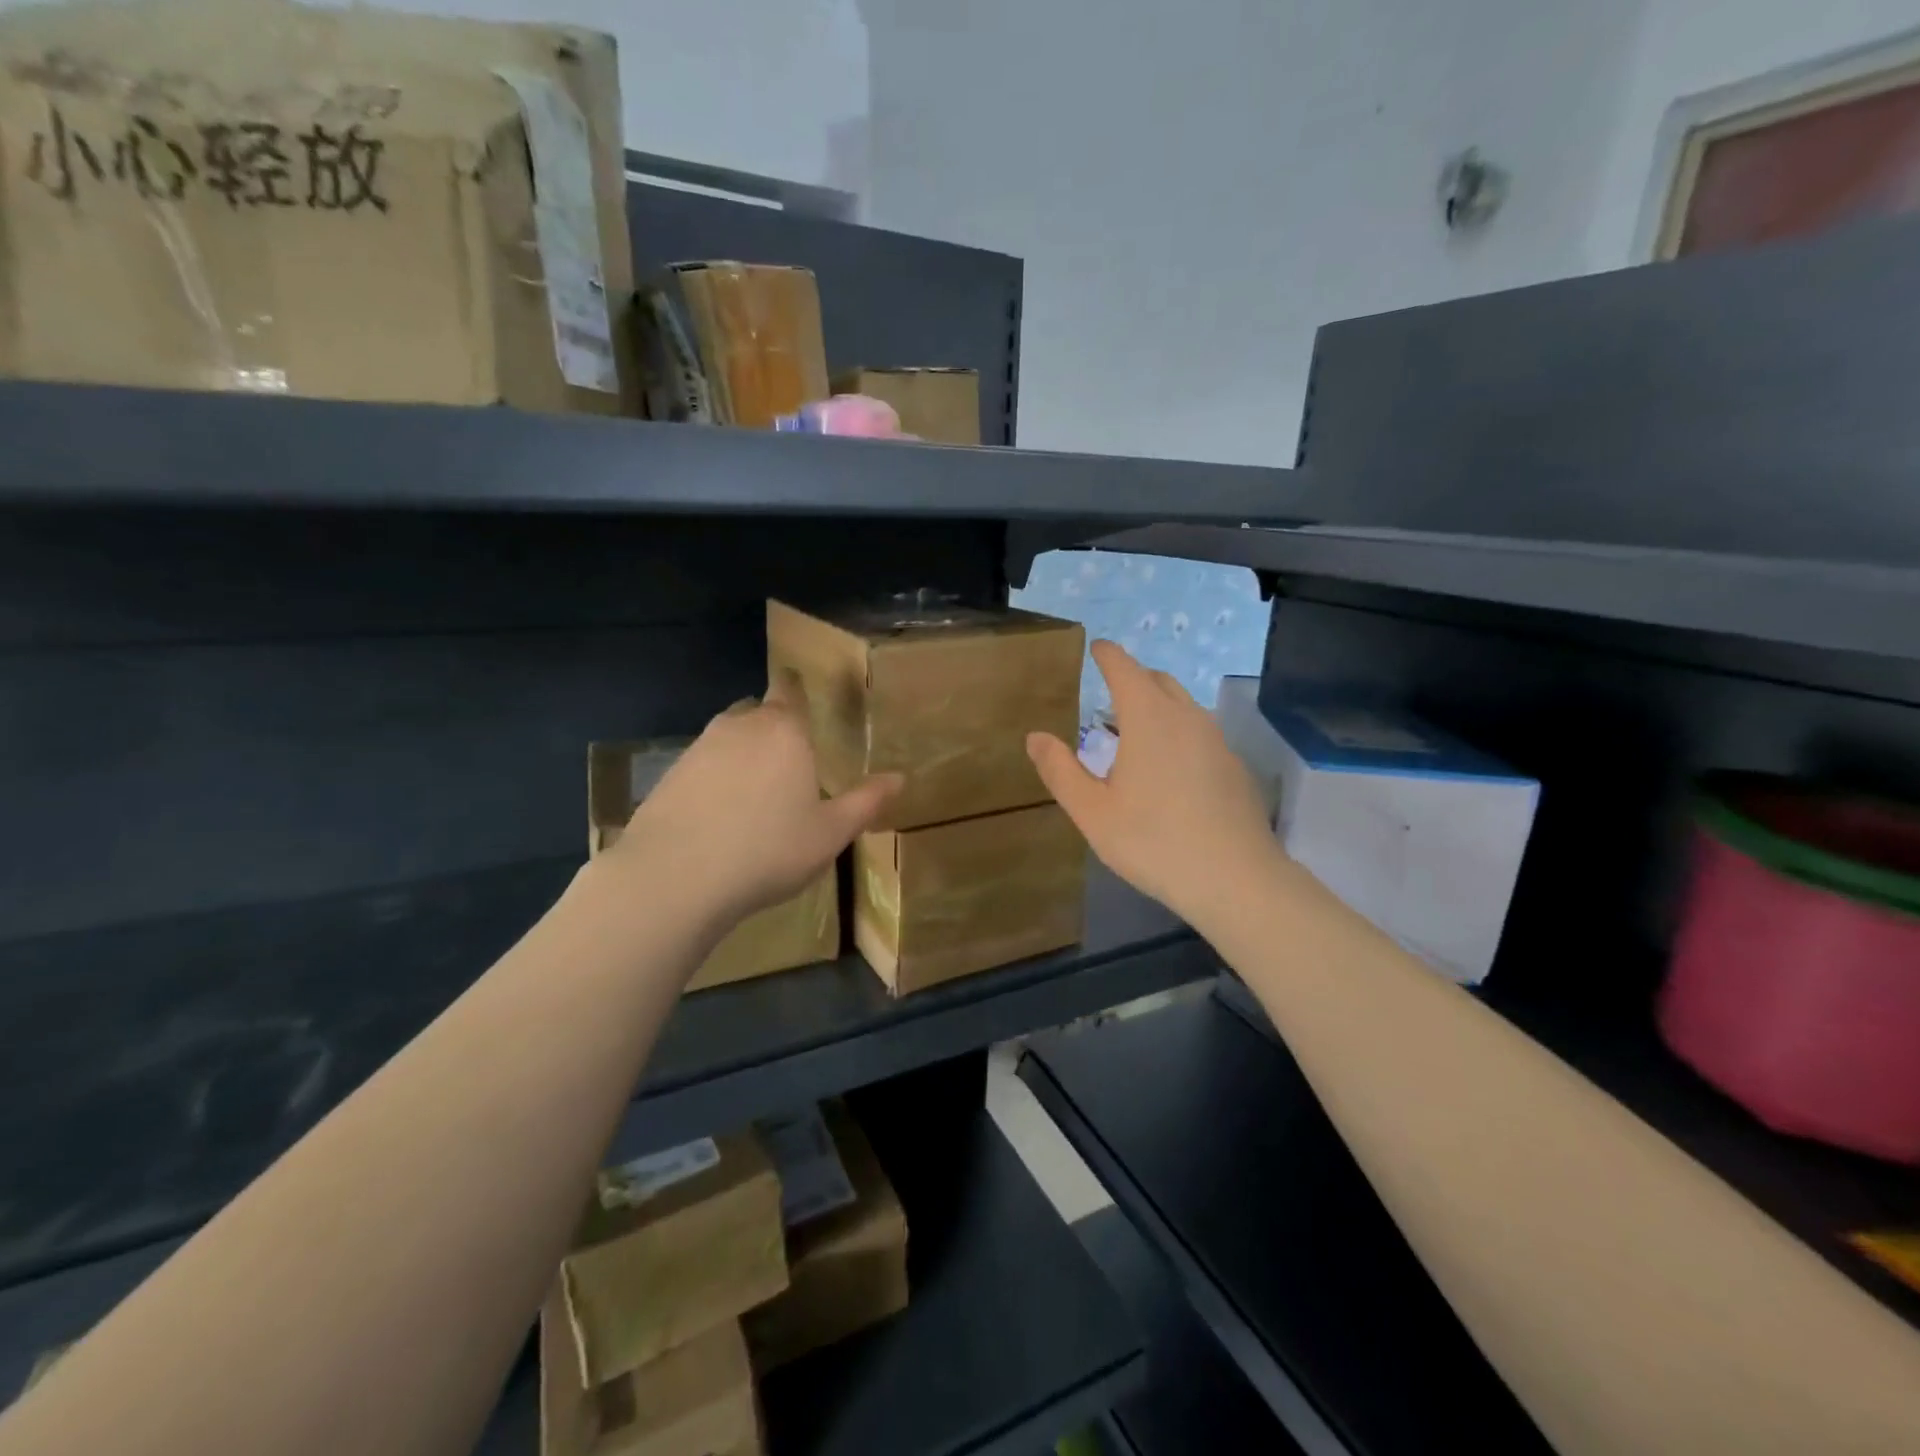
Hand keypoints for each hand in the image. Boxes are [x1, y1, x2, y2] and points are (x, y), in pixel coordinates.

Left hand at [620, 678, 900, 922]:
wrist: (676, 877)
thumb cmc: (768, 850)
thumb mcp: (830, 833)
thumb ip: (866, 801)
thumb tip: (899, 777)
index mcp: (784, 730)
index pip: (790, 689)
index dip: (796, 688)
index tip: (804, 697)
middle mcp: (740, 725)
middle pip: (760, 711)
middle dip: (774, 727)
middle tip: (791, 762)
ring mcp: (699, 748)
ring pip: (729, 737)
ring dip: (743, 754)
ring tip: (756, 794)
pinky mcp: (669, 774)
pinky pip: (703, 765)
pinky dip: (715, 778)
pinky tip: (720, 815)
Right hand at [1026, 641, 1280, 925]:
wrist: (1236, 879)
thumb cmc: (1153, 842)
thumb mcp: (1092, 812)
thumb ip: (1060, 770)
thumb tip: (1035, 737)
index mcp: (1149, 718)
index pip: (1125, 669)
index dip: (1108, 655)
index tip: (1097, 647)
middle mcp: (1186, 717)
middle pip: (1158, 680)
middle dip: (1133, 677)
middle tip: (1111, 691)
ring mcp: (1217, 741)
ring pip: (1183, 706)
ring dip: (1157, 705)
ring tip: (1136, 731)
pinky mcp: (1234, 766)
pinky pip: (1200, 733)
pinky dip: (1178, 732)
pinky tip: (1170, 769)